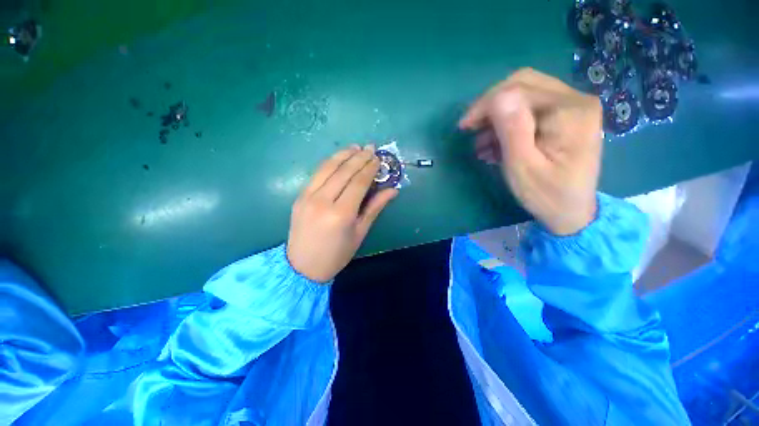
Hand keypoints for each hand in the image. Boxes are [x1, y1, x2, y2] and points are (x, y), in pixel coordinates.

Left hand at [287, 145, 398, 281]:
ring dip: (343, 155)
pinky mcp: (299, 196)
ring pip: (327, 168)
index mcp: (341, 214)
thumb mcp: (360, 233)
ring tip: (356, 147)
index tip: (378, 158)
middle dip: (359, 157)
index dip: (370, 168)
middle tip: (371, 147)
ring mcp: (307, 197)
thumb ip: (375, 208)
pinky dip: (329, 163)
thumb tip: (393, 190)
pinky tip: (339, 158)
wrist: (303, 266)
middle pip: (343, 172)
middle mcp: (323, 201)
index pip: (358, 183)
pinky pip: (317, 174)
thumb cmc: (337, 254)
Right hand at [459, 68, 602, 235]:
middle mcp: (575, 99)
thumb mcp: (523, 167)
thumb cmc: (546, 195)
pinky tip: (496, 143)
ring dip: (497, 115)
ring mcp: (572, 106)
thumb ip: (512, 130)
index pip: (519, 90)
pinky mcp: (565, 116)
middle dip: (490, 105)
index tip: (464, 127)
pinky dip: (508, 122)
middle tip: (471, 128)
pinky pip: (530, 107)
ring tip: (481, 143)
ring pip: (524, 94)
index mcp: (569, 111)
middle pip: (523, 84)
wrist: (572, 212)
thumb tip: (497, 98)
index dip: (486, 104)